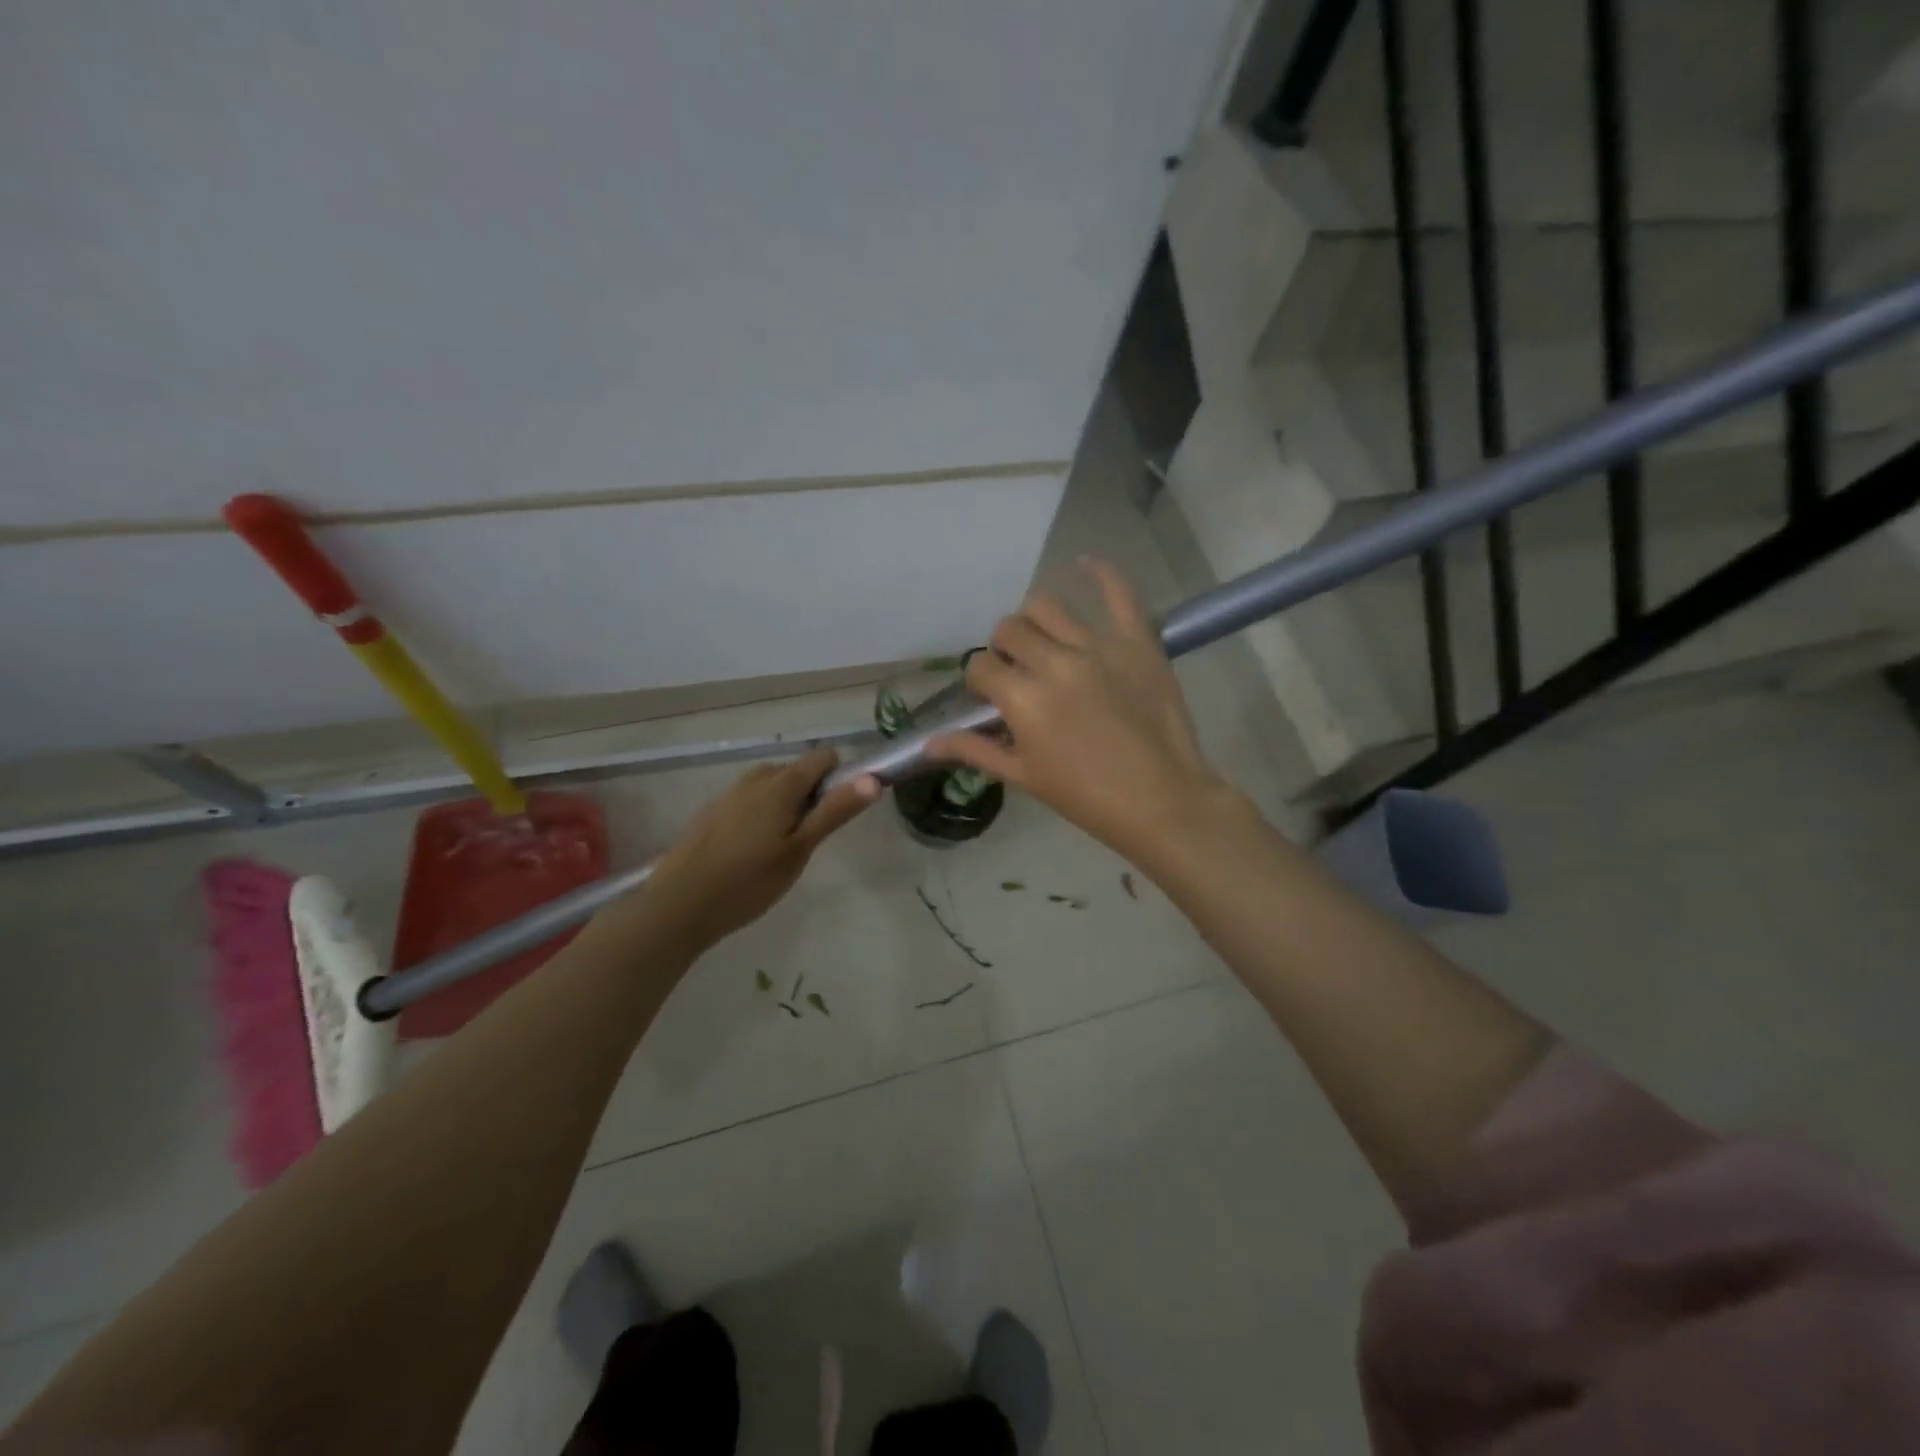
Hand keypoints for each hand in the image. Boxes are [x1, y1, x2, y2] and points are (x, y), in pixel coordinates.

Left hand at [638, 749, 878, 953]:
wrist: (677, 907)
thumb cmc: (748, 881)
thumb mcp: (800, 850)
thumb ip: (835, 811)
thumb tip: (872, 778)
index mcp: (781, 784)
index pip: (823, 757)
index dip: (838, 779)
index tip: (836, 813)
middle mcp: (754, 778)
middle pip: (796, 772)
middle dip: (809, 797)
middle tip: (806, 842)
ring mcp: (728, 794)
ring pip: (770, 788)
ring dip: (784, 807)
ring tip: (778, 851)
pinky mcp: (710, 812)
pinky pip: (748, 802)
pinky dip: (759, 817)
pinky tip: (748, 855)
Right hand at [928, 558, 1239, 864]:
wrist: (1162, 802)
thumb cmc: (1087, 798)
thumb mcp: (1024, 777)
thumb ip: (975, 751)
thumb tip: (928, 743)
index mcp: (1023, 698)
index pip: (980, 665)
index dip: (980, 680)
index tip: (992, 695)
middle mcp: (1054, 662)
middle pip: (1009, 630)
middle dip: (1004, 649)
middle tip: (1020, 671)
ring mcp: (1098, 646)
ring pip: (1046, 605)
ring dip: (1034, 620)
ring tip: (1044, 639)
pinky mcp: (1137, 640)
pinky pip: (1118, 592)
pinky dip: (1100, 573)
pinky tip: (1084, 564)